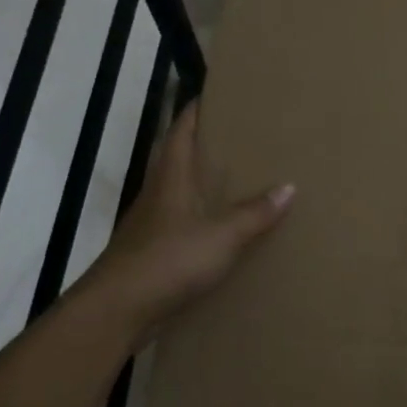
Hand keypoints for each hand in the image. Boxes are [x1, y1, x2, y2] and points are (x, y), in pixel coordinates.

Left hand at [82, 103, 293, 340]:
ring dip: (202, 184)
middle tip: (240, 138)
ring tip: (237, 181)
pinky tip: (221, 231)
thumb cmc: (168, 261)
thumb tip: (289, 186)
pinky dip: (200, 220)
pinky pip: (181, 225)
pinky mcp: (151, 254)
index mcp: (170, 178)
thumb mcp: (221, 236)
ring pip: (179, 193)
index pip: (181, 131)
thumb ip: (254, 213)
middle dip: (205, 145)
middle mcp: (157, 194)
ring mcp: (151, 225)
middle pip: (179, 159)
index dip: (196, 110)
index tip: (217, 95)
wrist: (117, 311)